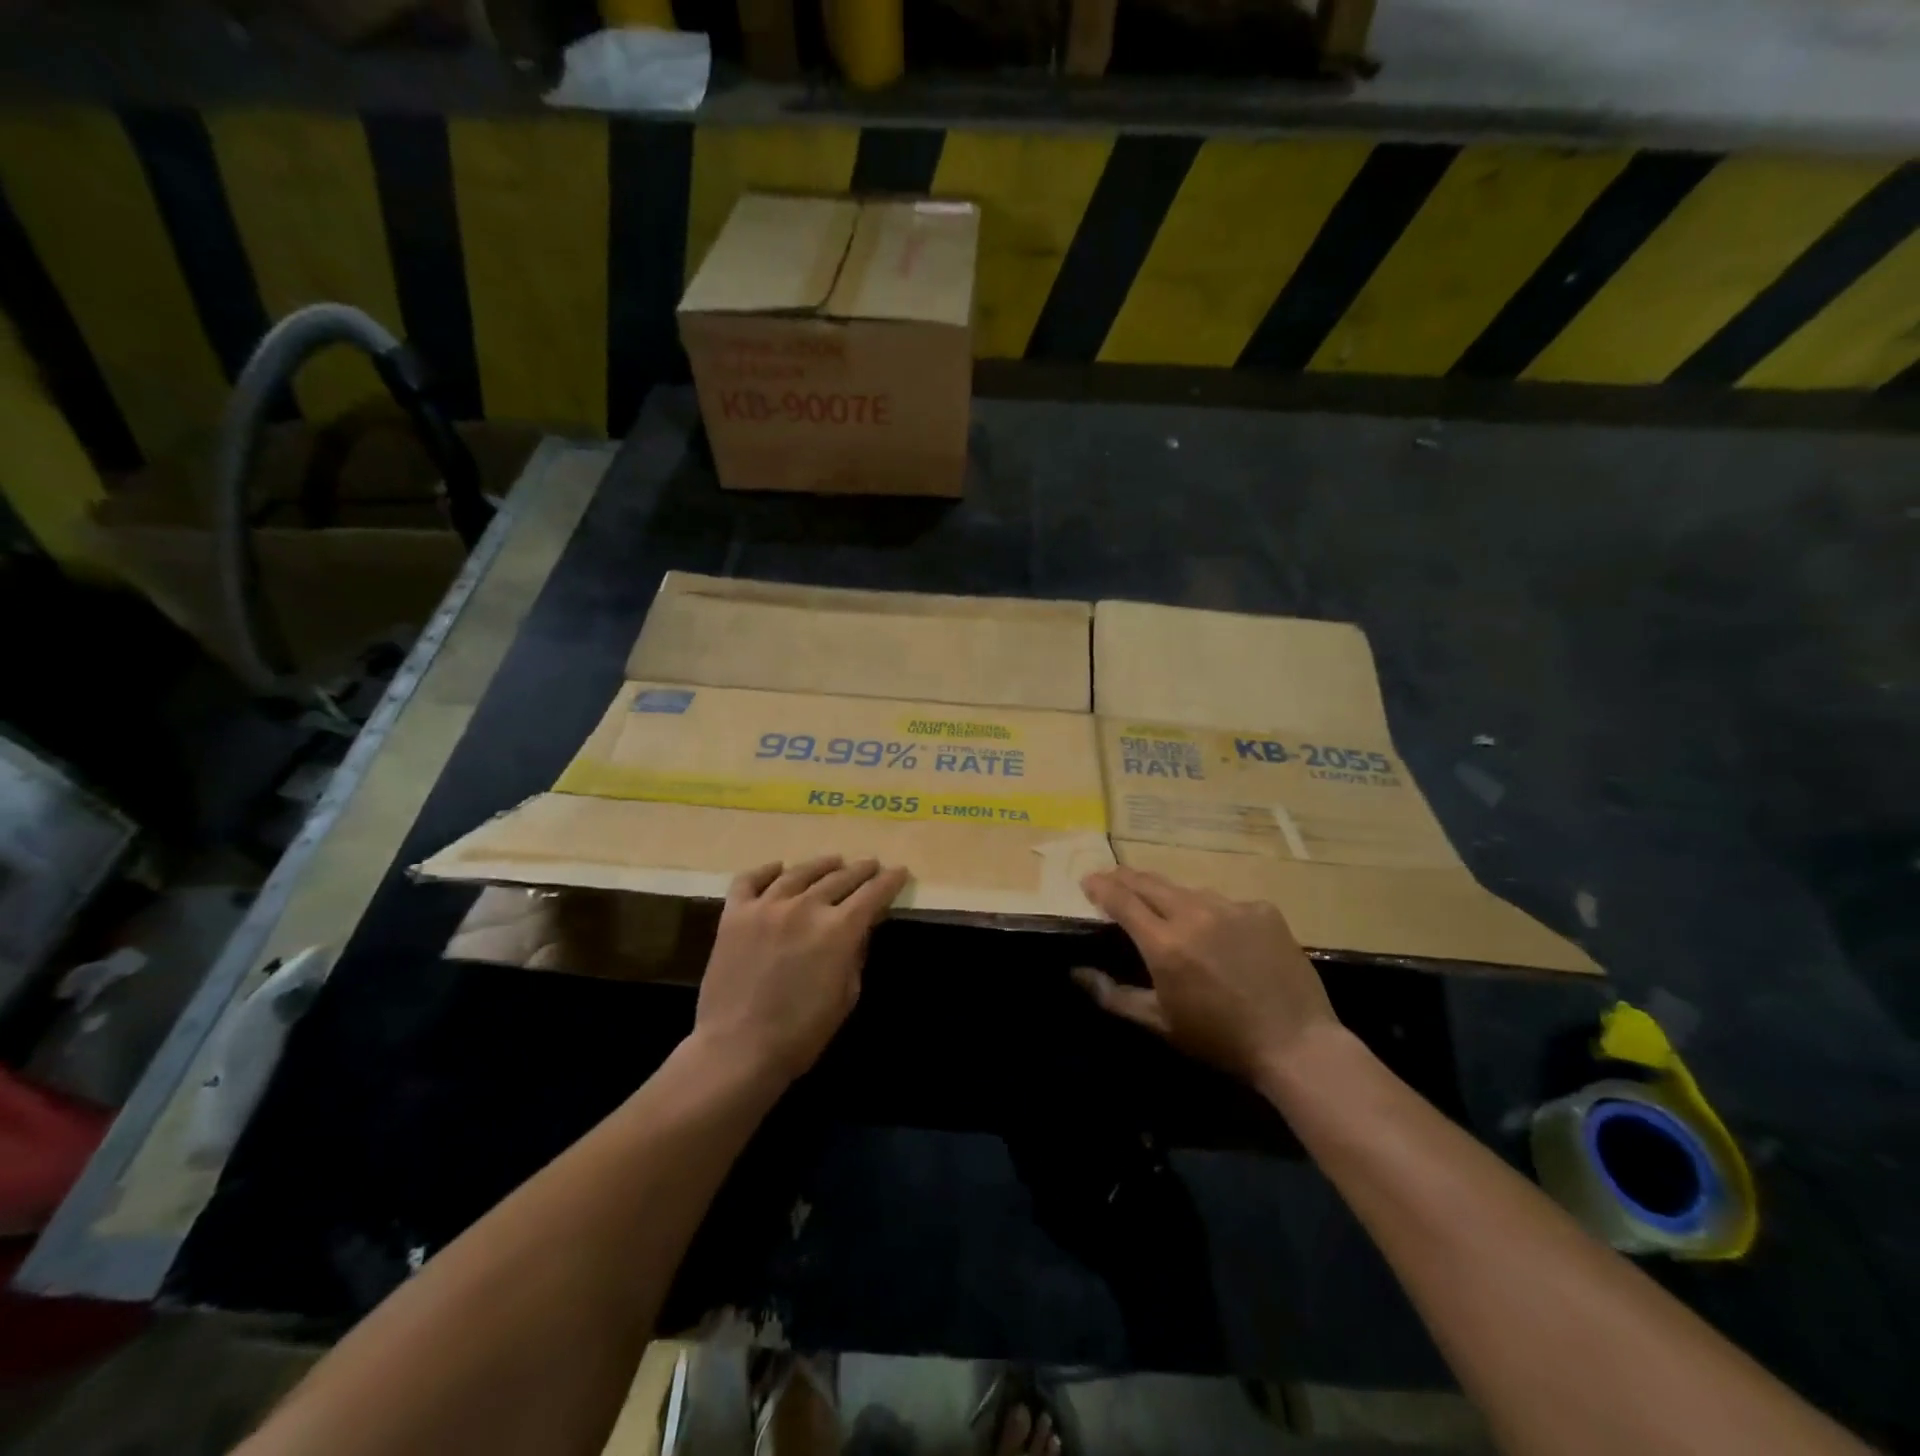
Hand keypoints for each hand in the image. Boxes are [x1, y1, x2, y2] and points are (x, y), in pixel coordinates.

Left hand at [694, 856, 908, 1085]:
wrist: (737, 1050)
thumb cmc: (801, 1033)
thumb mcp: (847, 996)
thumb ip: (855, 955)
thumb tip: (860, 929)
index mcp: (838, 929)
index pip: (873, 894)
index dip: (890, 881)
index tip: (899, 872)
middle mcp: (805, 907)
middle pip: (840, 877)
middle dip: (861, 870)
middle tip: (871, 865)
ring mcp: (766, 907)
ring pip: (800, 872)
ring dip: (822, 864)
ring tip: (834, 861)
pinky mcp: (734, 915)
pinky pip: (750, 881)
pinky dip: (766, 871)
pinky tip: (778, 868)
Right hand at [1073, 865, 1338, 1085]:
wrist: (1296, 1044)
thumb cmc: (1220, 1039)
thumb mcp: (1160, 1023)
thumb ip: (1114, 995)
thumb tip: (1077, 973)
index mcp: (1165, 943)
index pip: (1122, 899)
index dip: (1100, 886)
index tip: (1087, 881)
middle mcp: (1195, 914)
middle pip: (1150, 882)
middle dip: (1126, 877)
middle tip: (1112, 879)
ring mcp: (1232, 907)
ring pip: (1188, 890)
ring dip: (1169, 895)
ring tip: (1165, 907)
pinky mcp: (1263, 910)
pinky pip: (1226, 903)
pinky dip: (1213, 912)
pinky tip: (1219, 933)